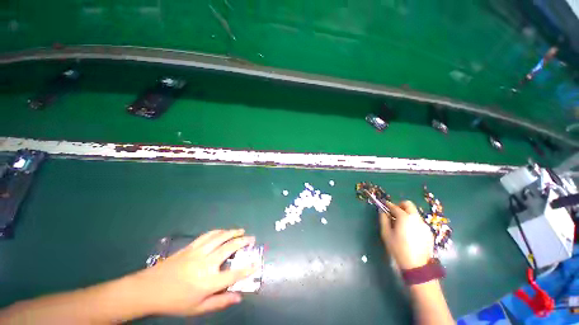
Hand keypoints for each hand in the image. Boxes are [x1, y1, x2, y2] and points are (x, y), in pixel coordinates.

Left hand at [135, 229, 256, 315]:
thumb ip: (220, 302)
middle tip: (252, 238)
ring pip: (220, 237)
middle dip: (244, 242)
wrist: (149, 289)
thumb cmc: (175, 302)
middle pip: (230, 248)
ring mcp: (198, 252)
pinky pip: (208, 235)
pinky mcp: (191, 246)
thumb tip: (239, 297)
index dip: (248, 269)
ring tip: (242, 231)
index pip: (234, 274)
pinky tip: (223, 231)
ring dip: (233, 232)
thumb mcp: (197, 308)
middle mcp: (206, 263)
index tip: (256, 264)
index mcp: (208, 282)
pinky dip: (219, 231)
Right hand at [380, 201, 433, 269]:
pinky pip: (419, 222)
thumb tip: (382, 211)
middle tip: (394, 212)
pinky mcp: (429, 232)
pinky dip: (412, 222)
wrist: (416, 266)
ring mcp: (424, 225)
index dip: (388, 204)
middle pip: (408, 204)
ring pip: (414, 213)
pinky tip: (409, 232)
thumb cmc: (398, 248)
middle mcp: (416, 218)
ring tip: (401, 224)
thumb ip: (383, 219)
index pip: (394, 206)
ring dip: (406, 214)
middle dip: (399, 205)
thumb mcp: (386, 233)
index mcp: (404, 217)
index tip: (384, 204)